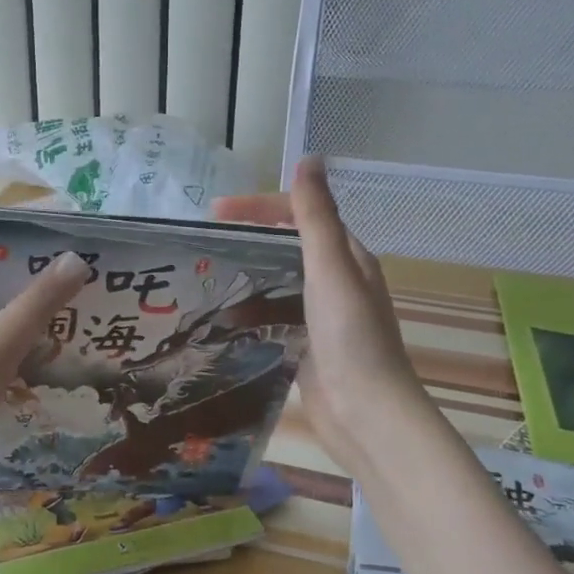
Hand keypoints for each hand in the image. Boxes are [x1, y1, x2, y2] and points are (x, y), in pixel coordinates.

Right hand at [214, 158, 430, 478]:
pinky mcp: (310, 344)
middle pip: (288, 246)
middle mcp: (338, 281)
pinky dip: (253, 312)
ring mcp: (324, 315)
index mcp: (348, 257)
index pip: (301, 215)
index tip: (214, 212)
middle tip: (206, 244)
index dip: (259, 207)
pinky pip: (276, 316)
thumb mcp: (331, 269)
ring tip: (208, 280)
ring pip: (280, 282)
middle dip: (250, 240)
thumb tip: (309, 159)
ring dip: (248, 277)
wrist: (367, 414)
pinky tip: (227, 321)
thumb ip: (316, 217)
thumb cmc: (351, 337)